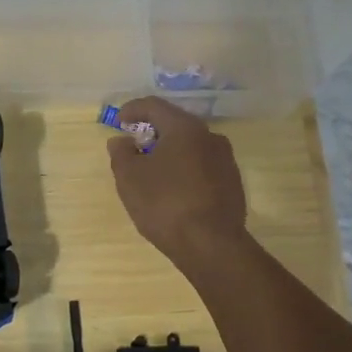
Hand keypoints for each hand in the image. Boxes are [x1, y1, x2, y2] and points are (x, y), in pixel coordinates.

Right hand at [107, 96, 248, 266]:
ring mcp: (226, 160)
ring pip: (191, 146)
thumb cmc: (164, 204)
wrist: (211, 245)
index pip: (155, 106)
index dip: (133, 109)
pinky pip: (203, 166)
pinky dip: (185, 169)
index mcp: (184, 128)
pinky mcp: (233, 183)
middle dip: (153, 132)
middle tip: (135, 146)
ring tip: (153, 171)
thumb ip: (121, 154)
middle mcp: (210, 136)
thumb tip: (121, 141)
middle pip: (176, 124)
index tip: (119, 121)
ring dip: (171, 152)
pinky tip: (174, 189)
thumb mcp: (130, 178)